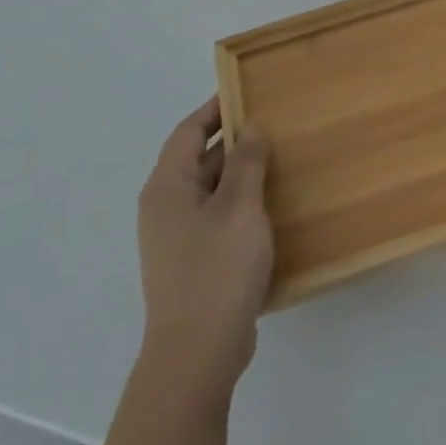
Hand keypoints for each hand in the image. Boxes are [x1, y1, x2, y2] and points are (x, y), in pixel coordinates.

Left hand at [136, 98, 273, 404]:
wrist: (197, 353)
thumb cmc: (217, 269)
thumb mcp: (239, 206)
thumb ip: (246, 162)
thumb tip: (249, 128)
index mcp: (167, 187)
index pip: (188, 131)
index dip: (216, 109)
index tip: (246, 91)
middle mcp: (165, 207)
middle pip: (197, 159)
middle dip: (233, 140)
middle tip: (274, 124)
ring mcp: (176, 238)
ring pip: (210, 189)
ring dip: (240, 173)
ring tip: (280, 159)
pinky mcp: (192, 261)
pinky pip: (216, 216)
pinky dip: (240, 202)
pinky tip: (271, 206)